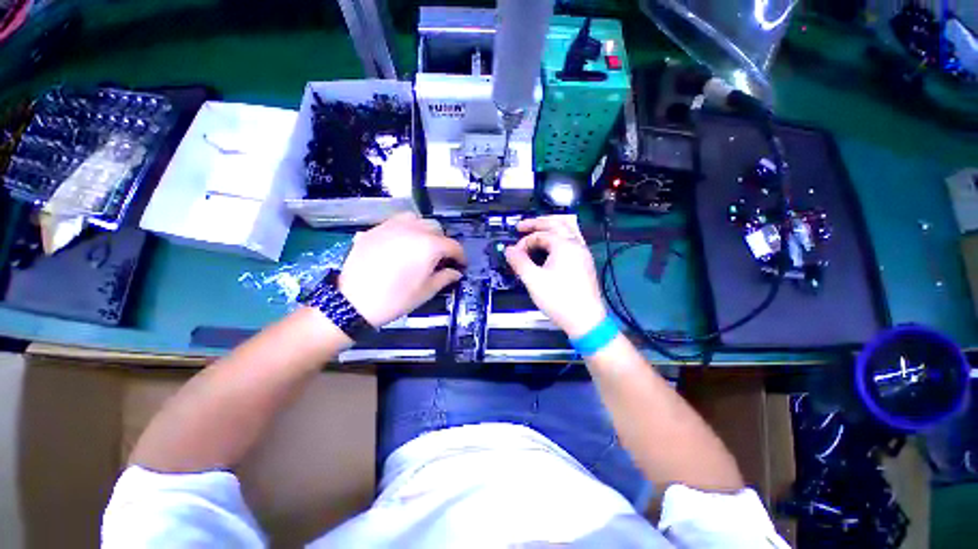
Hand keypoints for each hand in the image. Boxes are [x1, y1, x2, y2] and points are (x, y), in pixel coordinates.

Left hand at [339, 213, 464, 326]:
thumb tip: (456, 272)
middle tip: (440, 258)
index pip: (453, 245)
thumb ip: (445, 278)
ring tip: (421, 246)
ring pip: (416, 219)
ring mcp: (392, 226)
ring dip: (424, 230)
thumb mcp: (425, 292)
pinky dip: (405, 229)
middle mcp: (412, 229)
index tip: (461, 264)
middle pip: (436, 228)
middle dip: (443, 242)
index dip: (460, 256)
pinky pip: (396, 222)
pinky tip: (401, 244)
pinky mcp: (375, 229)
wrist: (352, 302)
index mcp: (428, 246)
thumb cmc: (394, 299)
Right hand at [505, 215, 606, 338]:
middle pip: (557, 223)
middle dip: (537, 223)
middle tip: (521, 227)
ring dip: (551, 226)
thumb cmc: (559, 299)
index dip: (524, 243)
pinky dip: (559, 237)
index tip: (514, 254)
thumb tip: (508, 250)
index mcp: (565, 245)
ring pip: (568, 229)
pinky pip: (572, 240)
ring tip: (537, 229)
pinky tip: (552, 245)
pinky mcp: (585, 263)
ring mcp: (583, 253)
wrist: (585, 320)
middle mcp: (576, 244)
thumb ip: (519, 262)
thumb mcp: (533, 280)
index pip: (540, 235)